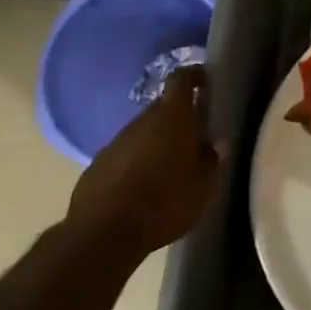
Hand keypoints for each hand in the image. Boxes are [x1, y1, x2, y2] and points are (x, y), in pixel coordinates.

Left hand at [66, 68, 218, 255]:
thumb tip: (213, 145)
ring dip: (158, 139)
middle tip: (197, 133)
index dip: (195, 75)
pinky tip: (146, 183)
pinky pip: (125, 153)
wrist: (103, 234)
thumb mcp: (205, 186)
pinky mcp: (97, 165)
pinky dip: (139, 159)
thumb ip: (212, 159)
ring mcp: (114, 143)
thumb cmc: (165, 203)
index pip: (181, 80)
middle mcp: (141, 122)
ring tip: (173, 163)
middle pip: (162, 106)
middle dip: (180, 114)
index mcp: (172, 119)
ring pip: (143, 131)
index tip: (207, 81)